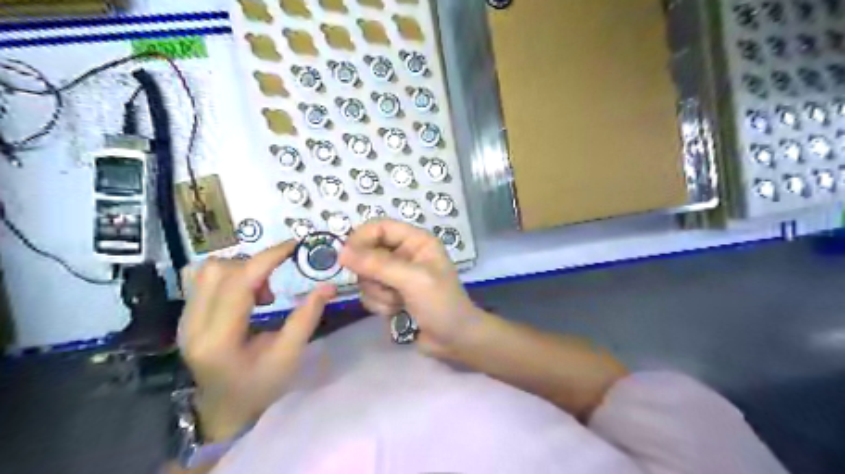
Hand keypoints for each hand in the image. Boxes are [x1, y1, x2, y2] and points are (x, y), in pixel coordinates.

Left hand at [180, 242, 336, 441]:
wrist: (223, 409)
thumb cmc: (259, 386)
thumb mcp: (289, 356)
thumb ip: (307, 318)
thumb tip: (328, 286)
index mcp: (219, 339)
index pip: (239, 282)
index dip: (267, 258)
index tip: (293, 246)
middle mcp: (193, 324)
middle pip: (219, 270)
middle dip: (254, 268)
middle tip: (274, 292)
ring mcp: (184, 319)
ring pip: (207, 270)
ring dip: (240, 271)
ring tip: (259, 295)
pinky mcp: (186, 315)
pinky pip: (202, 279)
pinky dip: (229, 276)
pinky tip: (243, 295)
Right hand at [336, 220, 481, 356]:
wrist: (455, 341)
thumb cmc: (441, 304)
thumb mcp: (412, 280)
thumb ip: (377, 264)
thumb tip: (342, 252)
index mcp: (416, 240)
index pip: (379, 227)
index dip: (361, 239)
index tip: (346, 258)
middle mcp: (405, 253)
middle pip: (368, 251)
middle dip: (371, 274)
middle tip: (384, 287)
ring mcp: (397, 274)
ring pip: (366, 275)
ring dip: (377, 292)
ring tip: (397, 302)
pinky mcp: (392, 293)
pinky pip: (370, 292)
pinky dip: (379, 303)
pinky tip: (396, 311)